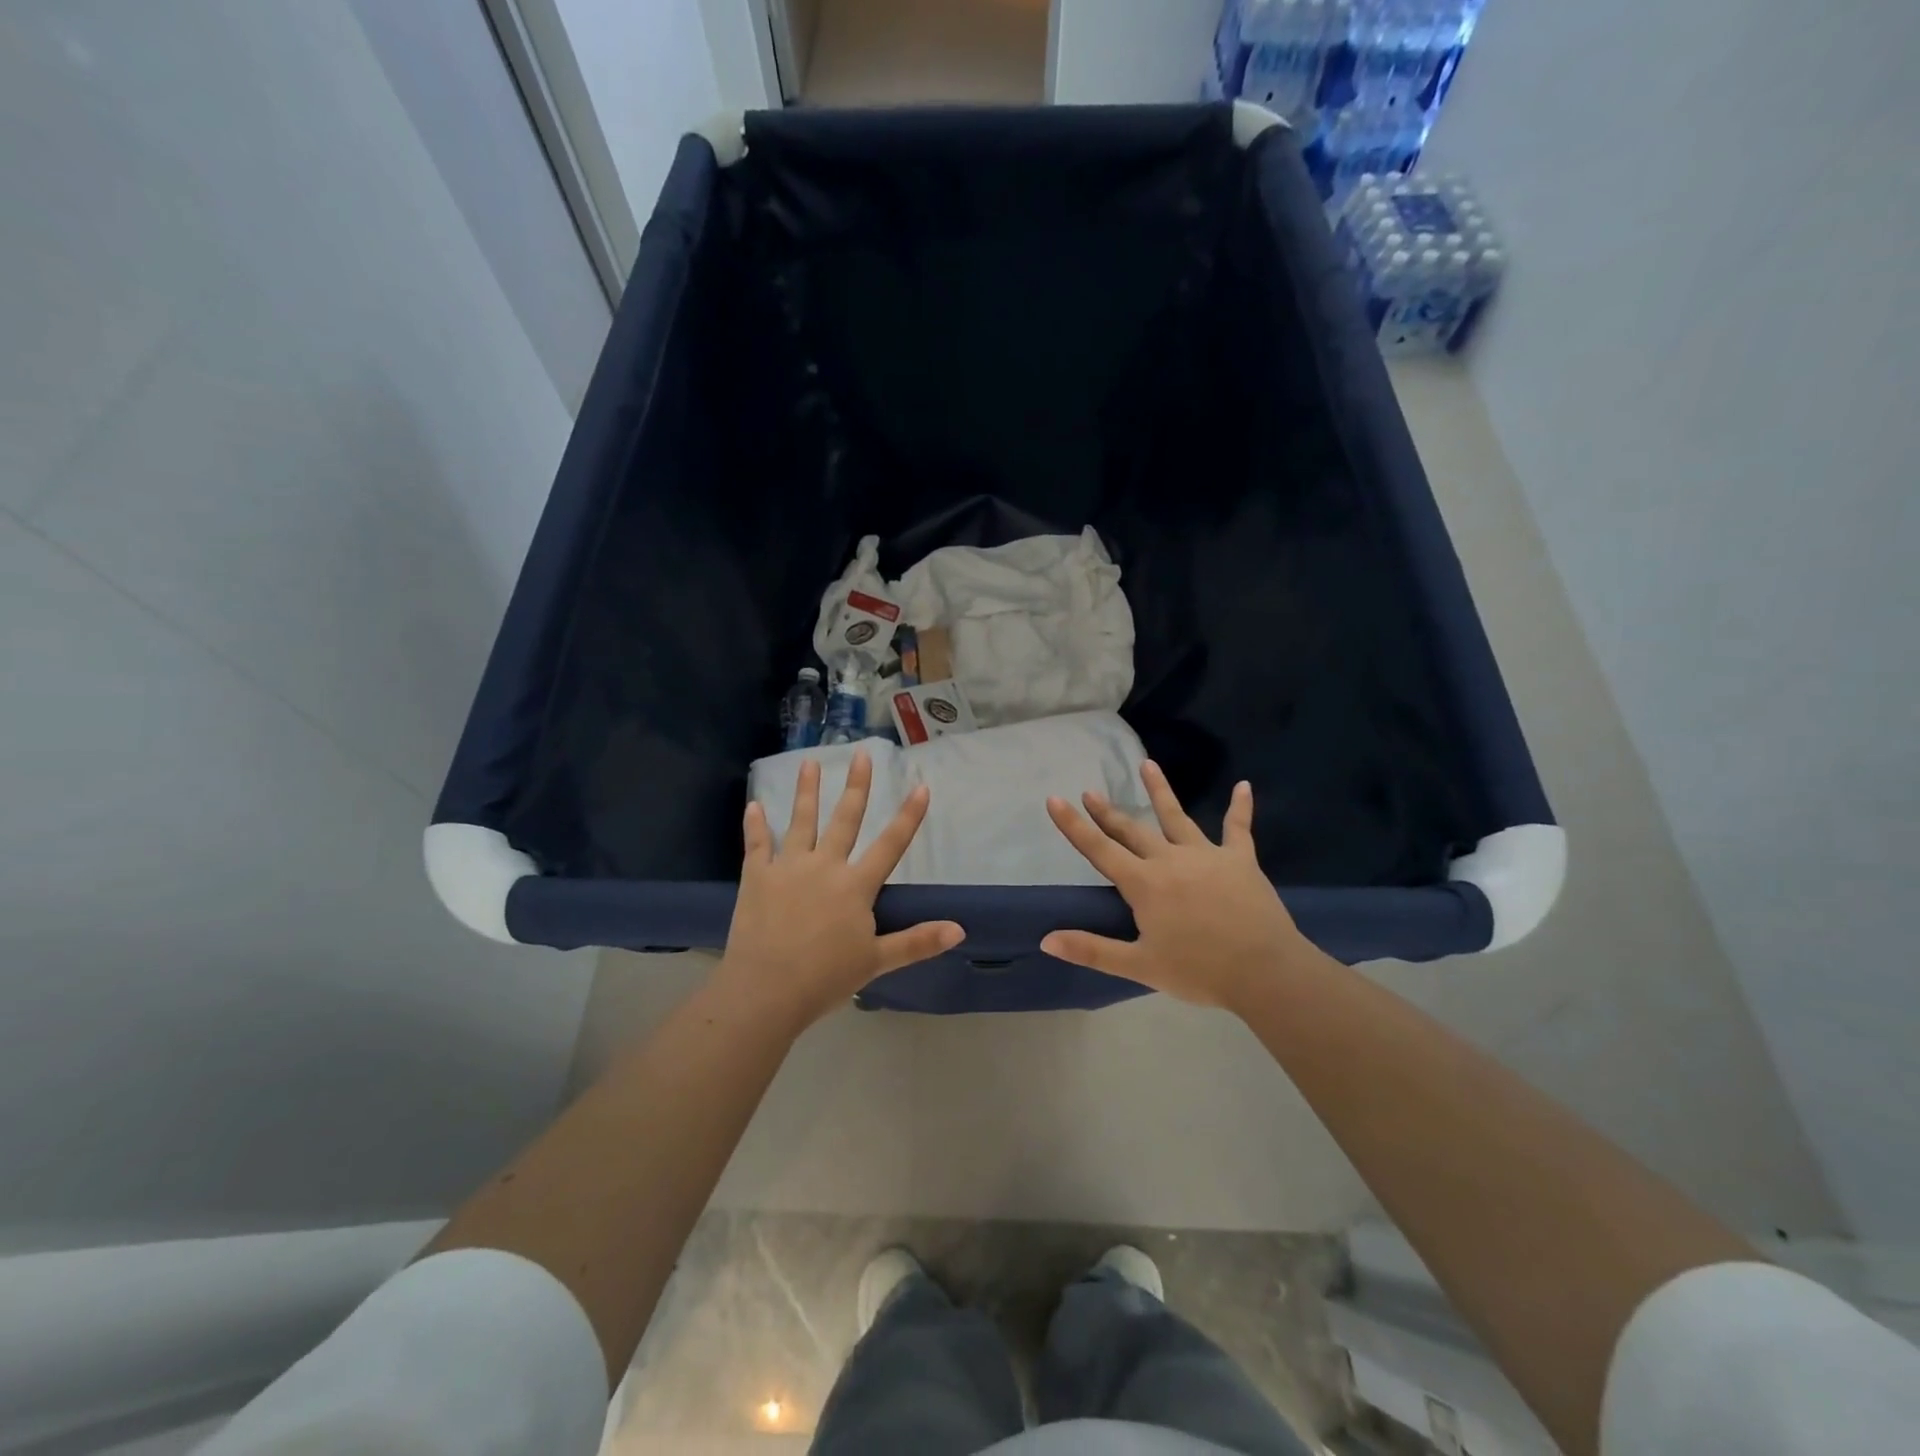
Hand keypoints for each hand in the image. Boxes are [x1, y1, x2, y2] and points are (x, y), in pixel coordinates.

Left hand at [717, 751, 963, 1029]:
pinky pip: (757, 845)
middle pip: (845, 820)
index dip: (908, 816)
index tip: (921, 786)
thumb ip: (918, 942)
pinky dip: (755, 825)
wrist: (766, 991)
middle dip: (856, 786)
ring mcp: (788, 868)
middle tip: (861, 755)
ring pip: (801, 822)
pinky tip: (753, 805)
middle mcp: (825, 866)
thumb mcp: (877, 961)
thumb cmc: (825, 978)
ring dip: (806, 791)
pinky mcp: (757, 878)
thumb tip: (960, 930)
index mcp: (855, 886)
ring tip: (809, 762)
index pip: (890, 845)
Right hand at [1043, 762, 1313, 1011]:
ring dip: (1160, 790)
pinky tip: (1244, 786)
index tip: (1055, 799)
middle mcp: (1170, 860)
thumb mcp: (1140, 966)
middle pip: (1132, 830)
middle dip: (1108, 811)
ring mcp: (1206, 855)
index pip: (1099, 849)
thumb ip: (1091, 950)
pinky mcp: (1240, 859)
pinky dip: (1240, 807)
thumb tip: (1047, 940)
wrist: (1264, 971)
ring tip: (1147, 764)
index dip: (1074, 825)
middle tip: (1090, 791)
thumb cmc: (1199, 971)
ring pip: (1177, 817)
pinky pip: (1238, 828)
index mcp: (1144, 884)